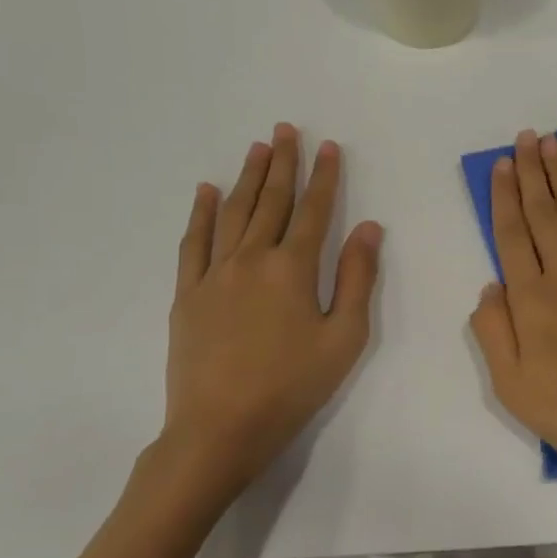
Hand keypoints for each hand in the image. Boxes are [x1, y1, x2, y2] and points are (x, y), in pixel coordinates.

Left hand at [146, 124, 381, 520]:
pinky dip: (201, 214)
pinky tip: (206, 192)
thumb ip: (357, 278)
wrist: (220, 428)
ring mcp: (214, 274)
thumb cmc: (292, 386)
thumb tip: (368, 227)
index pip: (313, 211)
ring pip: (233, 213)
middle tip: (286, 129)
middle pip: (271, 201)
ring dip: (247, 178)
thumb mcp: (344, 338)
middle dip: (283, 164)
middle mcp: (252, 259)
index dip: (324, 177)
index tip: (328, 146)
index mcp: (294, 269)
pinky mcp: (188, 294)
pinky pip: (194, 243)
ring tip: (257, 148)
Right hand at [469, 130, 556, 500]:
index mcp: (531, 301)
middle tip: (526, 137)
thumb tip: (490, 286)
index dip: (505, 198)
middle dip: (532, 174)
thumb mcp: (513, 387)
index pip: (512, 237)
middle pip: (544, 216)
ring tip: (553, 144)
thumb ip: (494, 332)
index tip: (502, 165)